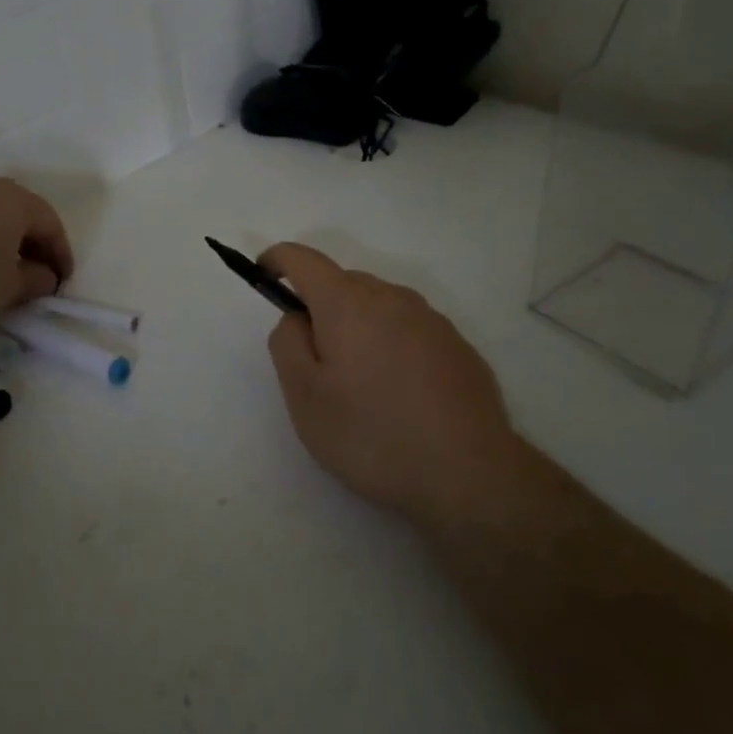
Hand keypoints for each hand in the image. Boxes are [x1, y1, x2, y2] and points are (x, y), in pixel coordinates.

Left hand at [0, 174, 74, 327]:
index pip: (51, 224)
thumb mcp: (8, 289)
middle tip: (35, 276)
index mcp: (14, 199)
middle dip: (32, 245)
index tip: (62, 283)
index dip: (62, 255)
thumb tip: (45, 276)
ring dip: (0, 240)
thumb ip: (36, 281)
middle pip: (20, 213)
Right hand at [261, 244, 519, 530]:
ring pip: (378, 308)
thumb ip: (288, 343)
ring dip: (358, 329)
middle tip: (315, 365)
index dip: (277, 260)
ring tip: (360, 388)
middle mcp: (392, 298)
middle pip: (343, 284)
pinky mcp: (458, 347)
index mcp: (348, 303)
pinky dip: (391, 348)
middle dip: (320, 309)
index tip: (263, 276)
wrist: (469, 474)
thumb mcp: (304, 396)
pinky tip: (399, 397)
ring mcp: (431, 320)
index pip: (303, 259)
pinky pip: (409, 332)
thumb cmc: (371, 434)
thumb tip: (298, 317)